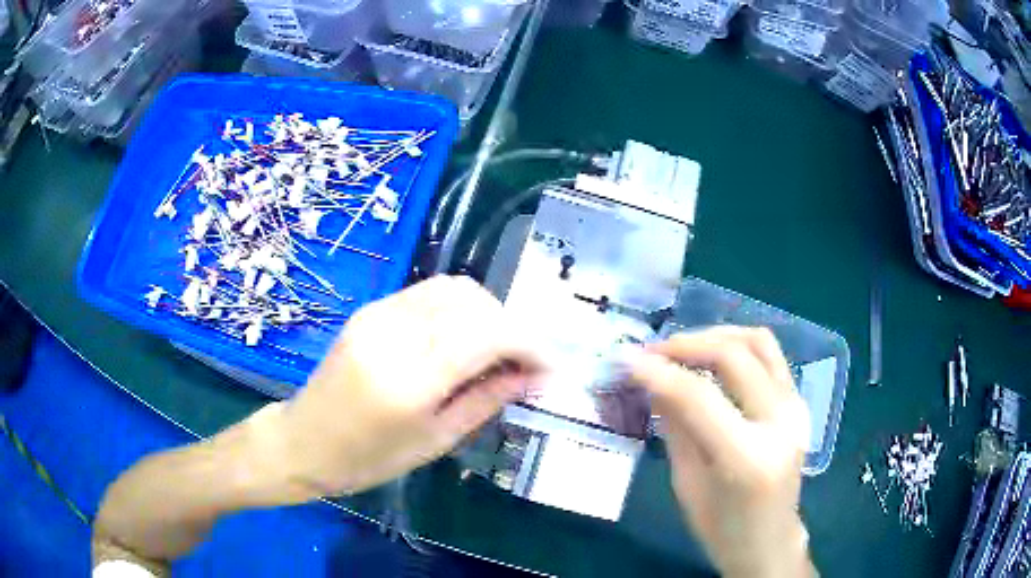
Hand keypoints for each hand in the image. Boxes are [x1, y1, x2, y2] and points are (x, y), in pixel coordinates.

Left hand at [274, 275, 540, 496]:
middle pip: (473, 301)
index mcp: (408, 380)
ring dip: (487, 313)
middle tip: (522, 362)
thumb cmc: (368, 459)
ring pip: (453, 288)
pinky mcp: (370, 309)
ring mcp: (377, 314)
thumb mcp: (435, 441)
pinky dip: (459, 309)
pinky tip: (462, 339)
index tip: (550, 367)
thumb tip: (533, 377)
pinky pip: (428, 293)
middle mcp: (393, 334)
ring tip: (496, 350)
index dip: (528, 343)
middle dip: (511, 325)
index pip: (486, 334)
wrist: (305, 441)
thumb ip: (486, 400)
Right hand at [626, 327, 813, 577]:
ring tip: (681, 348)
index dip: (659, 372)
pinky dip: (738, 345)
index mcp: (748, 457)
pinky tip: (712, 357)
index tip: (627, 359)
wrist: (770, 542)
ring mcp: (796, 408)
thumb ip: (675, 426)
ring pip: (759, 342)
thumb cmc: (721, 529)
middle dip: (687, 344)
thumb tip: (652, 380)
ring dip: (716, 335)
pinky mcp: (799, 403)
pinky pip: (770, 356)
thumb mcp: (687, 484)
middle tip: (652, 352)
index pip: (700, 396)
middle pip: (734, 356)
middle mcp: (780, 423)